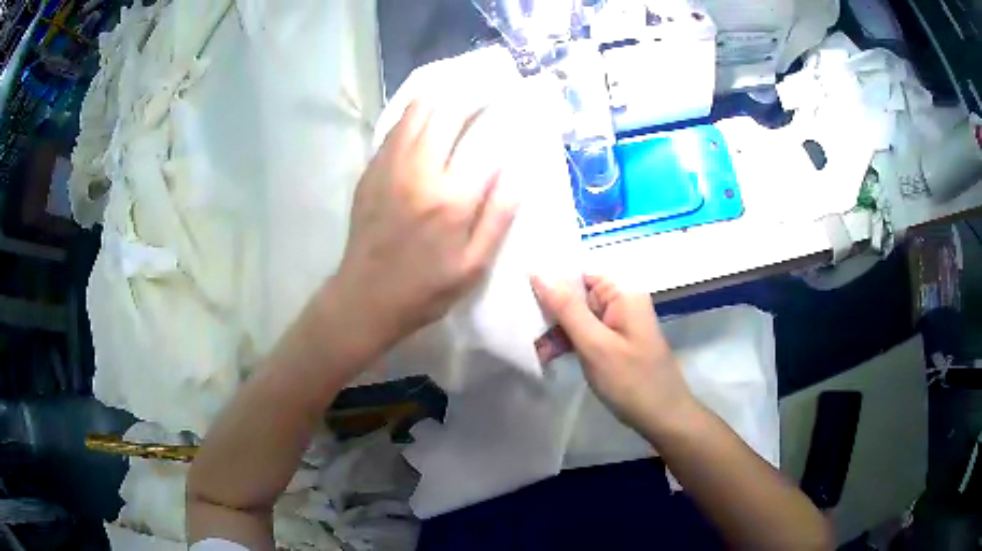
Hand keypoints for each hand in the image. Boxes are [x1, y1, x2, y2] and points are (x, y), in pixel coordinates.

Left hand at [332, 99, 518, 359]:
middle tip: (492, 79)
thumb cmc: (425, 289)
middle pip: (448, 111)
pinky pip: (396, 125)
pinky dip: (416, 106)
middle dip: (474, 88)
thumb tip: (520, 170)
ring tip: (463, 76)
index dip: (505, 111)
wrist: (364, 297)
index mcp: (451, 199)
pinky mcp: (371, 169)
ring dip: (443, 88)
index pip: (485, 138)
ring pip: (417, 110)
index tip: (518, 98)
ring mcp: (390, 166)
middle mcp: (419, 171)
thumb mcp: (474, 266)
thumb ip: (499, 215)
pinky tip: (429, 99)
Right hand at [532, 275, 693, 431]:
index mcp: (622, 292)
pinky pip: (586, 334)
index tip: (519, 294)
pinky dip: (568, 343)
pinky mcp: (614, 342)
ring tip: (532, 349)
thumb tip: (539, 272)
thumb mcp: (595, 344)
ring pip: (578, 317)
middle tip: (522, 328)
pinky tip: (547, 355)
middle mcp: (621, 301)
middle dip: (550, 311)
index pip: (579, 273)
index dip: (550, 281)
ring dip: (556, 331)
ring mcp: (618, 323)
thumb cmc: (631, 380)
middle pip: (577, 295)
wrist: (663, 417)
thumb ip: (567, 308)